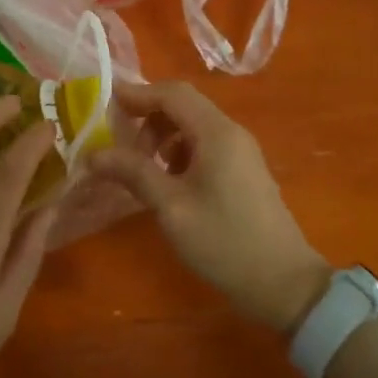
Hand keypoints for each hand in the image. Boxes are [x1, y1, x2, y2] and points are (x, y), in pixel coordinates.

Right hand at [90, 81, 330, 332]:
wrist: (283, 284)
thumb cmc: (224, 242)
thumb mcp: (171, 207)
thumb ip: (133, 173)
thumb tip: (94, 154)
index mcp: (216, 133)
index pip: (172, 93)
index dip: (137, 94)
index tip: (104, 104)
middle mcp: (231, 132)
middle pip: (183, 105)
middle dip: (147, 117)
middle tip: (120, 145)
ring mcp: (241, 151)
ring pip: (193, 125)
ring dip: (162, 136)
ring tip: (140, 168)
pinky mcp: (243, 170)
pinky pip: (205, 145)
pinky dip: (179, 151)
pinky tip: (166, 181)